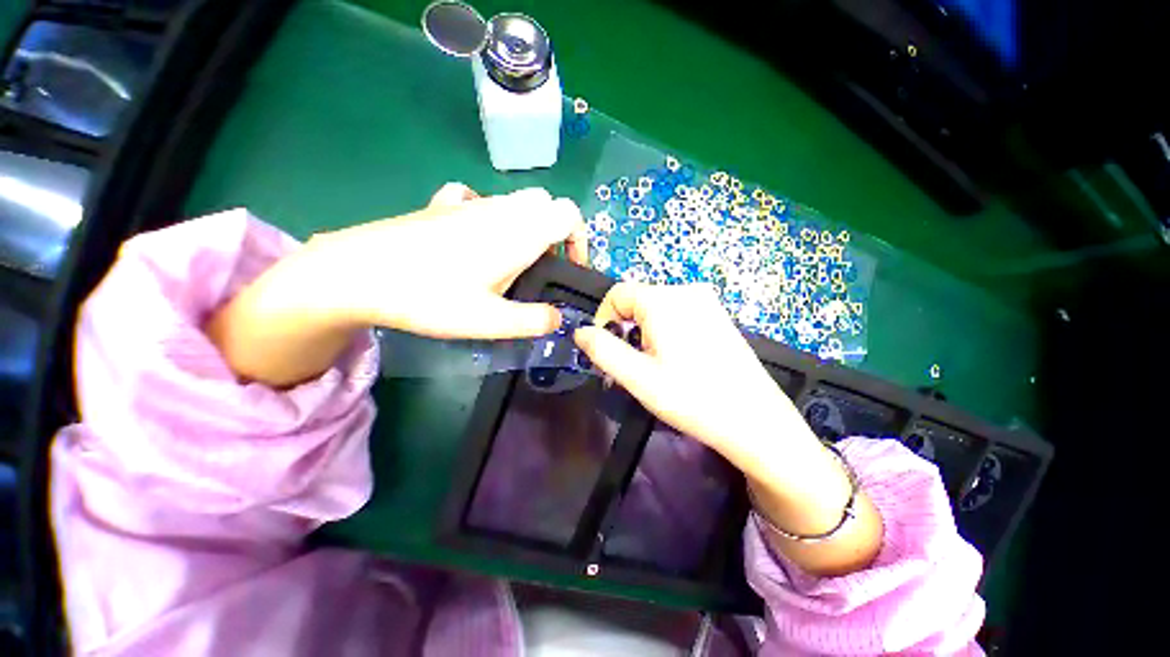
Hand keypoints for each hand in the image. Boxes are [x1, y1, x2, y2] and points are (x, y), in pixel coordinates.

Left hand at [208, 183, 586, 386]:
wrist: (357, 272)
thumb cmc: (431, 297)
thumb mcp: (491, 321)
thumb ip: (534, 321)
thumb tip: (558, 319)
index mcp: (519, 232)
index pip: (569, 214)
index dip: (580, 240)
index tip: (571, 269)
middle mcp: (500, 209)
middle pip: (545, 204)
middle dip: (554, 233)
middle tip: (543, 268)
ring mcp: (469, 203)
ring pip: (515, 203)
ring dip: (526, 228)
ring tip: (509, 264)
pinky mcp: (442, 206)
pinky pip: (479, 201)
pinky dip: (490, 217)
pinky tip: (475, 241)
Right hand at [572, 283, 809, 466]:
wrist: (755, 420)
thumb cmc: (692, 398)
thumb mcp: (637, 377)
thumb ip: (602, 350)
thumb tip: (581, 331)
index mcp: (664, 299)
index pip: (617, 294)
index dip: (604, 320)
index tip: (608, 352)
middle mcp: (686, 290)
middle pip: (637, 302)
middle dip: (625, 331)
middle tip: (630, 368)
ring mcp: (706, 301)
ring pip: (656, 310)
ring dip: (644, 334)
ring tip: (654, 368)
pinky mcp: (717, 315)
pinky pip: (677, 314)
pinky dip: (665, 332)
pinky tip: (677, 362)